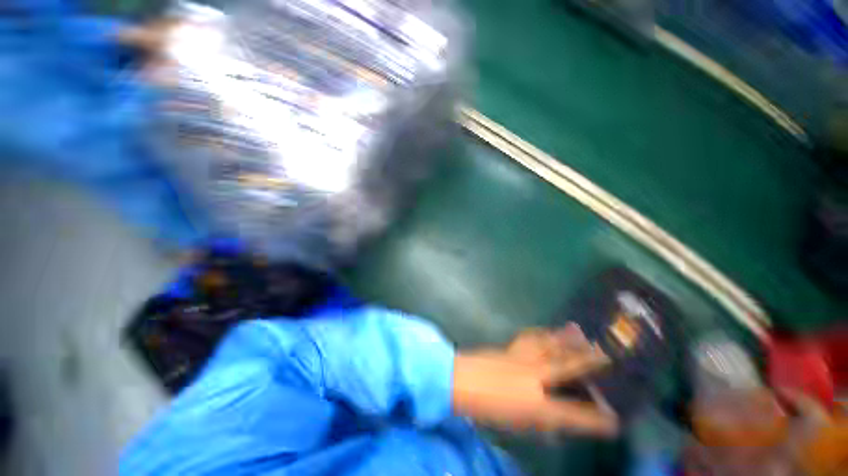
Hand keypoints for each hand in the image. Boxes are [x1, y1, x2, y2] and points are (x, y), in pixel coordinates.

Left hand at [452, 324, 616, 436]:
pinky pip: (531, 339)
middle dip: (589, 361)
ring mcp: (521, 358)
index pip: (573, 415)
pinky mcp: (510, 348)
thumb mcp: (516, 423)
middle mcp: (534, 378)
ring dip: (567, 340)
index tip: (615, 420)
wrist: (460, 381)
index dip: (596, 420)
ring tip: (581, 332)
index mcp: (536, 405)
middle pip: (567, 367)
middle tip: (608, 353)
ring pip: (549, 346)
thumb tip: (556, 421)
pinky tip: (548, 330)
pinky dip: (543, 334)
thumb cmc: (487, 408)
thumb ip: (539, 421)